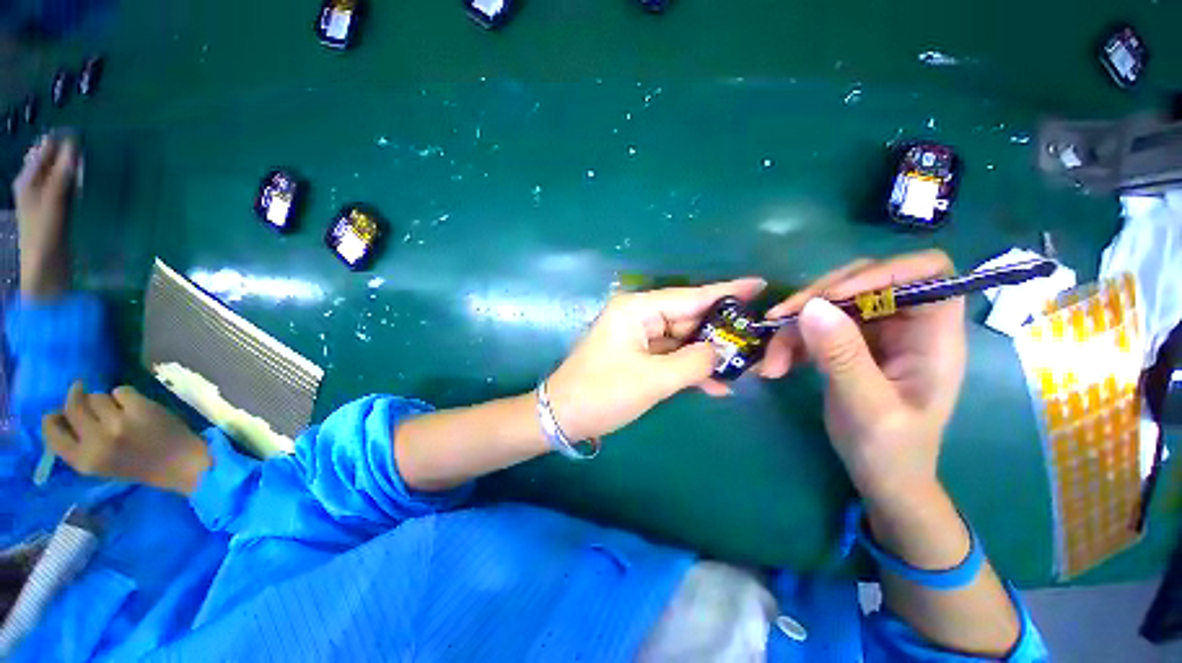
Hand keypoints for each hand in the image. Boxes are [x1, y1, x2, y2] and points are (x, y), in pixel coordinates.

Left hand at [12, 134, 78, 300]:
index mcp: (27, 178)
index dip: (62, 141)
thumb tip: (74, 144)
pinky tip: (83, 183)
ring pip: (60, 173)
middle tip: (87, 149)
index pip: (45, 149)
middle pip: (52, 160)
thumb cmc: (44, 233)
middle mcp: (34, 184)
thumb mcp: (54, 200)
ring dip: (73, 167)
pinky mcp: (57, 208)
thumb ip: (63, 172)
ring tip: (87, 163)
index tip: (82, 135)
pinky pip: (66, 187)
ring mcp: (45, 197)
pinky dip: (75, 181)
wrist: (45, 267)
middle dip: (68, 153)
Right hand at [42, 382, 211, 495]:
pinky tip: (136, 408)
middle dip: (77, 397)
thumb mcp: (100, 464)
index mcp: (84, 460)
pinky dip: (127, 396)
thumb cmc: (139, 465)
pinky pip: (122, 390)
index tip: (57, 412)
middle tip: (82, 392)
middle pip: (73, 406)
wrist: (181, 463)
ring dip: (106, 400)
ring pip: (97, 396)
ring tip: (120, 412)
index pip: (53, 434)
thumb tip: (60, 414)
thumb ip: (80, 444)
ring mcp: (118, 422)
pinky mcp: (140, 408)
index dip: (52, 419)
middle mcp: (97, 441)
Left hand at [546, 278, 766, 440]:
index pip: (689, 296)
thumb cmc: (603, 392)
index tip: (759, 284)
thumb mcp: (653, 379)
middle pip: (688, 318)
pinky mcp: (636, 354)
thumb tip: (723, 352)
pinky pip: (670, 356)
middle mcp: (638, 316)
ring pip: (681, 340)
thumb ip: (694, 362)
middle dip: (720, 332)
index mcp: (637, 310)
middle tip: (758, 340)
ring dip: (707, 355)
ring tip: (745, 367)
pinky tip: (716, 386)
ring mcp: (637, 336)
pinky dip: (689, 368)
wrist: (563, 416)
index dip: (726, 292)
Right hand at [762, 251, 965, 502]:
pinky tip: (775, 366)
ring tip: (771, 360)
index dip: (883, 272)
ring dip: (793, 327)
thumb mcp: (867, 406)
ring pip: (829, 305)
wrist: (880, 477)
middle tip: (780, 320)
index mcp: (933, 336)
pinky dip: (790, 342)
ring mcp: (874, 334)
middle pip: (864, 282)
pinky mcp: (847, 345)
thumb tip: (812, 307)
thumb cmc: (890, 450)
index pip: (927, 272)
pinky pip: (814, 327)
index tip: (835, 296)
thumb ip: (842, 356)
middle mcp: (906, 326)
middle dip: (817, 299)